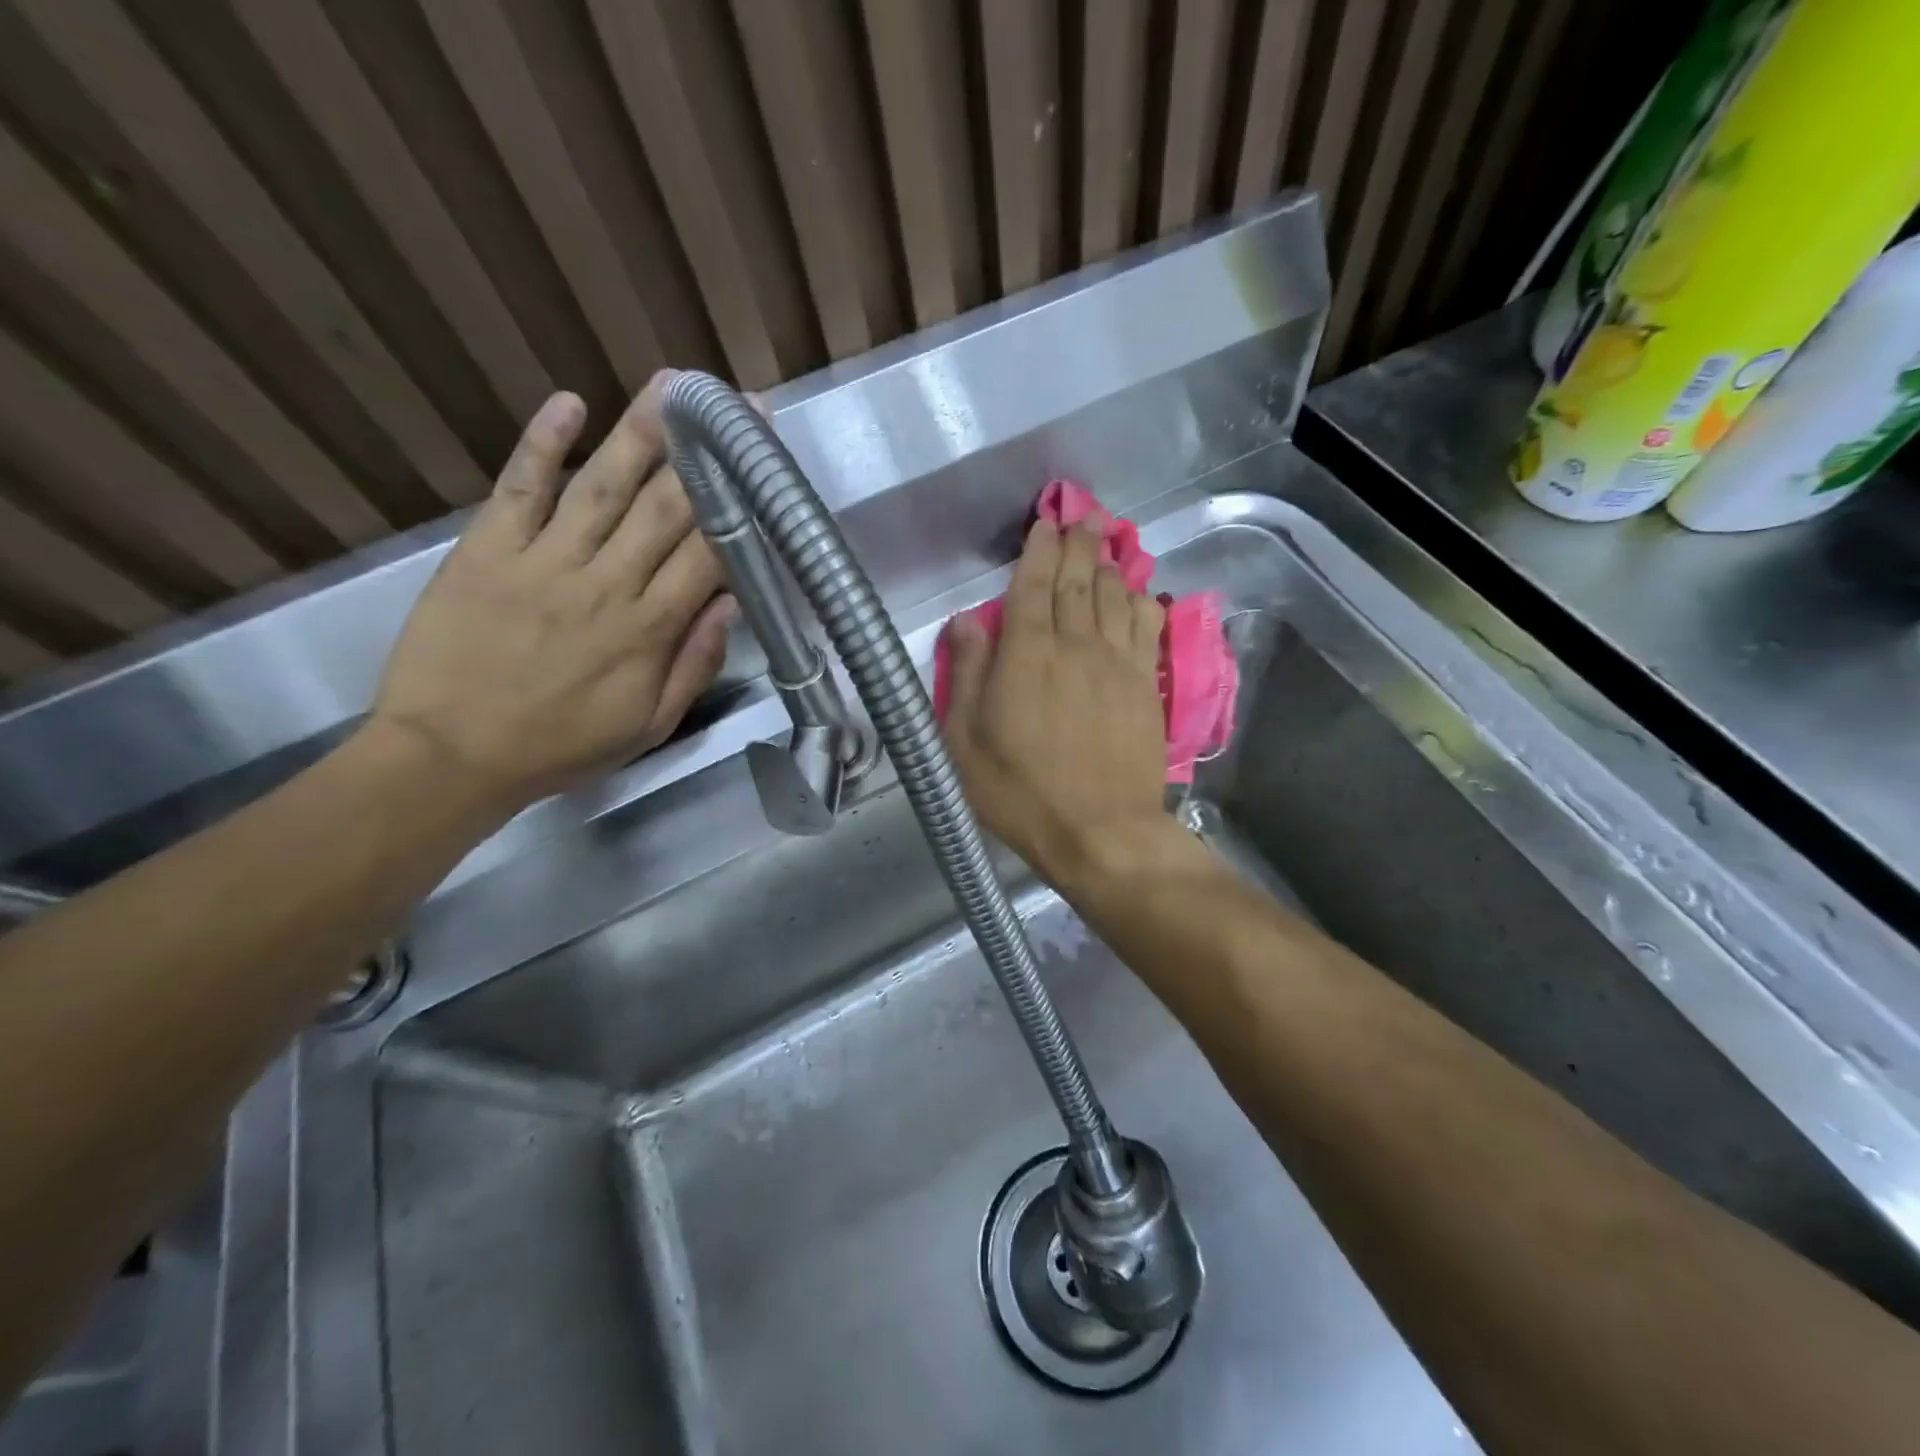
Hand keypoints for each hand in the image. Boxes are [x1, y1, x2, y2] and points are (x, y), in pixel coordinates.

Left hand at [369, 374, 733, 814]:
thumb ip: (694, 665)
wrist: (451, 756)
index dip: (739, 505)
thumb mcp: (649, 725)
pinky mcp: (487, 550)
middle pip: (664, 507)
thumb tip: (731, 604)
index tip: (762, 465)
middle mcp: (605, 584)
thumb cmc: (561, 746)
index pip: (707, 554)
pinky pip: (520, 488)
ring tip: (672, 385)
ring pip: (602, 485)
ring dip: (640, 432)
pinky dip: (542, 444)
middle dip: (706, 453)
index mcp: (648, 630)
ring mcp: (543, 561)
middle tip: (734, 405)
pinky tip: (569, 403)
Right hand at [943, 520, 1168, 891]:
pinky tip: (1139, 592)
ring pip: (1115, 597)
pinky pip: (1147, 628)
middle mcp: (1075, 644)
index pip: (1033, 585)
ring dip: (1109, 565)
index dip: (1039, 550)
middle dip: (1079, 544)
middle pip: (1079, 580)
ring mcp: (1117, 662)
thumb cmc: (1020, 791)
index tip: (1045, 523)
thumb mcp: (965, 741)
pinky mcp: (1146, 685)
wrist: (1100, 831)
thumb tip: (965, 620)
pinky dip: (1141, 601)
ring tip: (1108, 542)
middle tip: (1082, 516)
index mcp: (1027, 653)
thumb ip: (967, 673)